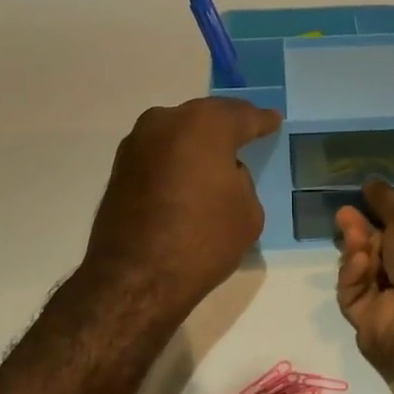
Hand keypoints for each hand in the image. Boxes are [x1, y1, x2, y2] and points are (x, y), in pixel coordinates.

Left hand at [84, 98, 281, 319]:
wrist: (135, 277)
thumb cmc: (202, 240)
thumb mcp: (248, 212)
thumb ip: (241, 181)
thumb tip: (221, 175)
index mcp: (205, 125)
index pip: (242, 116)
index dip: (262, 120)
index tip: (273, 120)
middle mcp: (167, 121)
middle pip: (206, 117)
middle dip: (227, 126)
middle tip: (246, 134)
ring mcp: (138, 142)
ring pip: (178, 132)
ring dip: (197, 143)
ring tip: (216, 158)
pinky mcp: (120, 167)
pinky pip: (160, 153)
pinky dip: (176, 159)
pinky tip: (188, 174)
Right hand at [335, 180, 393, 381]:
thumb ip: (387, 202)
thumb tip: (371, 185)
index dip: (385, 215)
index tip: (364, 198)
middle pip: (379, 250)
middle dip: (361, 231)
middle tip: (345, 214)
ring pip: (363, 271)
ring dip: (356, 249)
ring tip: (350, 232)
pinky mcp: (372, 324)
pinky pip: (354, 295)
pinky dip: (355, 276)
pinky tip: (360, 262)